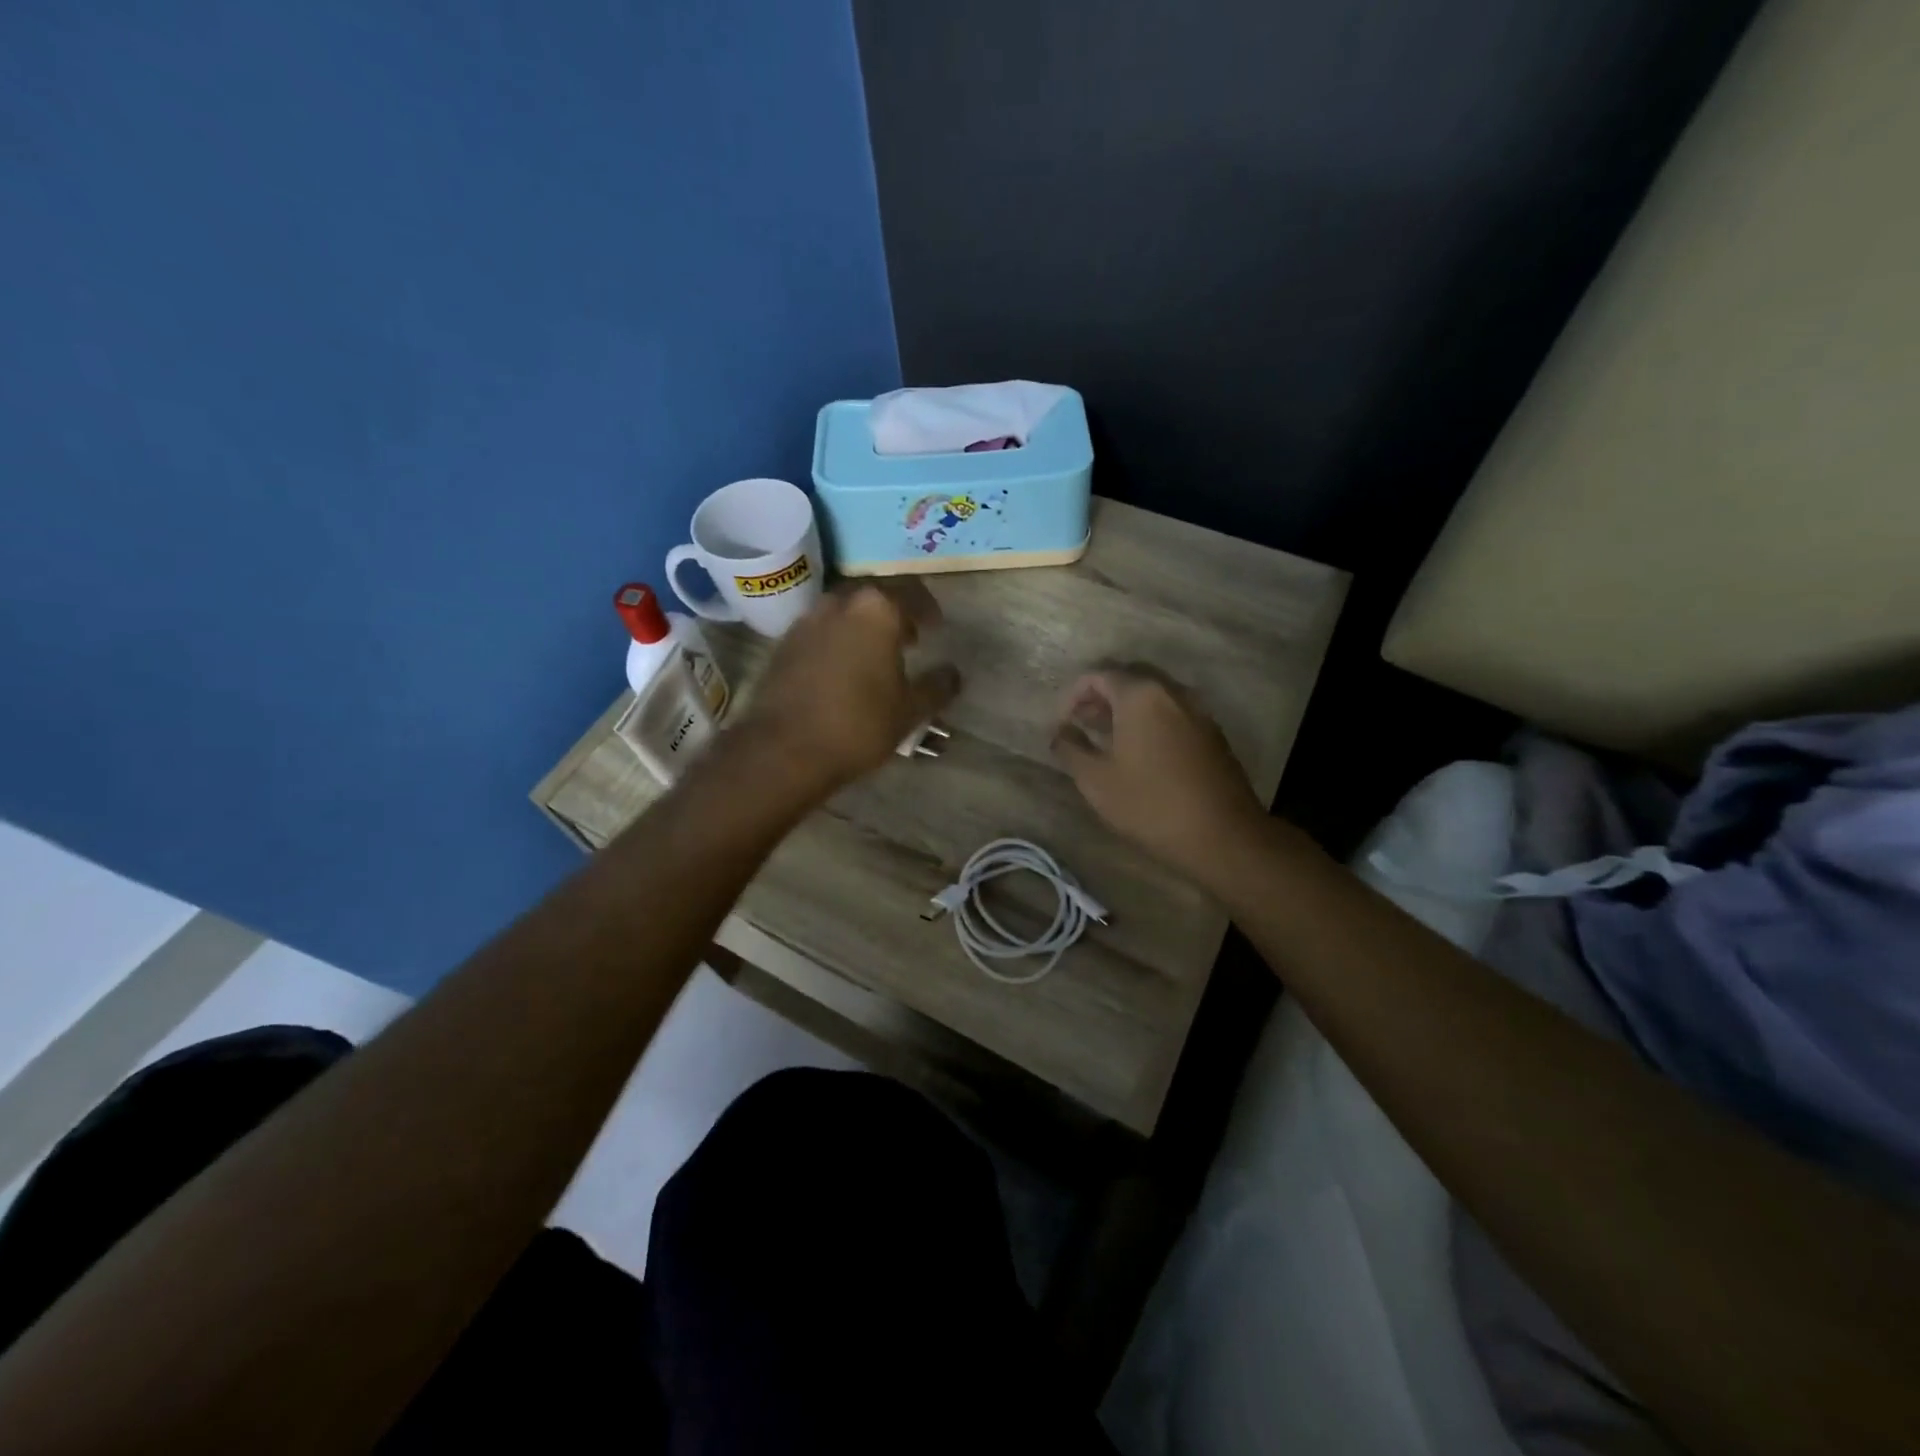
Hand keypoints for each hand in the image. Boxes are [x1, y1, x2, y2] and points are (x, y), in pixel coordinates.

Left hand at [741, 580, 961, 796]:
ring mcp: (807, 621)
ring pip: (844, 609)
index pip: (911, 592)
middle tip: (908, 636)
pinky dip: (838, 637)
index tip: (935, 626)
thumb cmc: (858, 724)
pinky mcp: (785, 643)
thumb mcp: (910, 711)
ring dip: (863, 622)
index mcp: (877, 610)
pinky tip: (844, 667)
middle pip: (875, 593)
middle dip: (894, 610)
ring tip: (876, 652)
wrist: (784, 749)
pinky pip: (821, 629)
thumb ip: (937, 687)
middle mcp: (840, 603)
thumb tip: (953, 674)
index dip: (928, 608)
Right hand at [1051, 666, 1264, 883]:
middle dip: (1100, 696)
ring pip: (1153, 695)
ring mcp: (1197, 710)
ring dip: (1126, 708)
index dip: (1072, 695)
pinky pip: (1173, 712)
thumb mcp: (1096, 780)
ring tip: (1105, 737)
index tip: (1061, 723)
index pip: (1099, 675)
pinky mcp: (1212, 732)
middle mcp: (1172, 691)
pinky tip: (1139, 750)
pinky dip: (1150, 720)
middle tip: (1080, 722)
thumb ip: (1071, 748)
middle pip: (1129, 677)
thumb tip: (1060, 732)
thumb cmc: (1150, 804)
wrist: (1222, 835)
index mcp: (1141, 695)